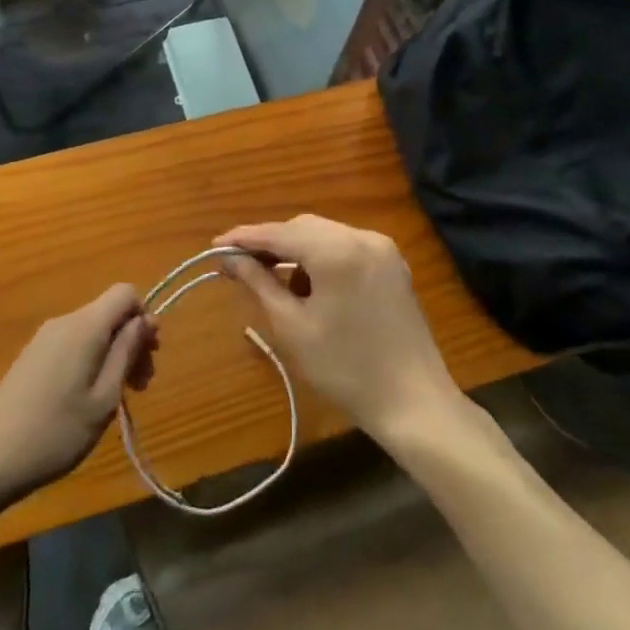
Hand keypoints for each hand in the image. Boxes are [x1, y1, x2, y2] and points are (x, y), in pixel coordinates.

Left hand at [0, 285, 157, 500]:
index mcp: (85, 326)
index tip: (148, 355)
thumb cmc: (56, 432)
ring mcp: (44, 338)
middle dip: (132, 341)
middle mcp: (64, 322)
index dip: (144, 317)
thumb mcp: (105, 398)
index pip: (125, 293)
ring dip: (113, 355)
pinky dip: (91, 361)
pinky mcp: (32, 356)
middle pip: (110, 313)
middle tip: (140, 386)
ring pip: (93, 330)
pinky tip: (87, 399)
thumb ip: (126, 353)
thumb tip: (145, 320)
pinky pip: (74, 343)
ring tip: (116, 398)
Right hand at [217, 215, 460, 442]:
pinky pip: (346, 248)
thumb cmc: (345, 368)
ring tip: (272, 281)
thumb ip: (259, 283)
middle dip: (270, 244)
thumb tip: (229, 258)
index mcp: (337, 250)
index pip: (279, 233)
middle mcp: (362, 237)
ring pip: (325, 236)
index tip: (215, 247)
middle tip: (238, 266)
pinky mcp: (393, 266)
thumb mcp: (292, 326)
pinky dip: (322, 259)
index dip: (244, 238)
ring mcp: (383, 249)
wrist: (414, 402)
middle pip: (303, 228)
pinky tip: (309, 286)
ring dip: (296, 251)